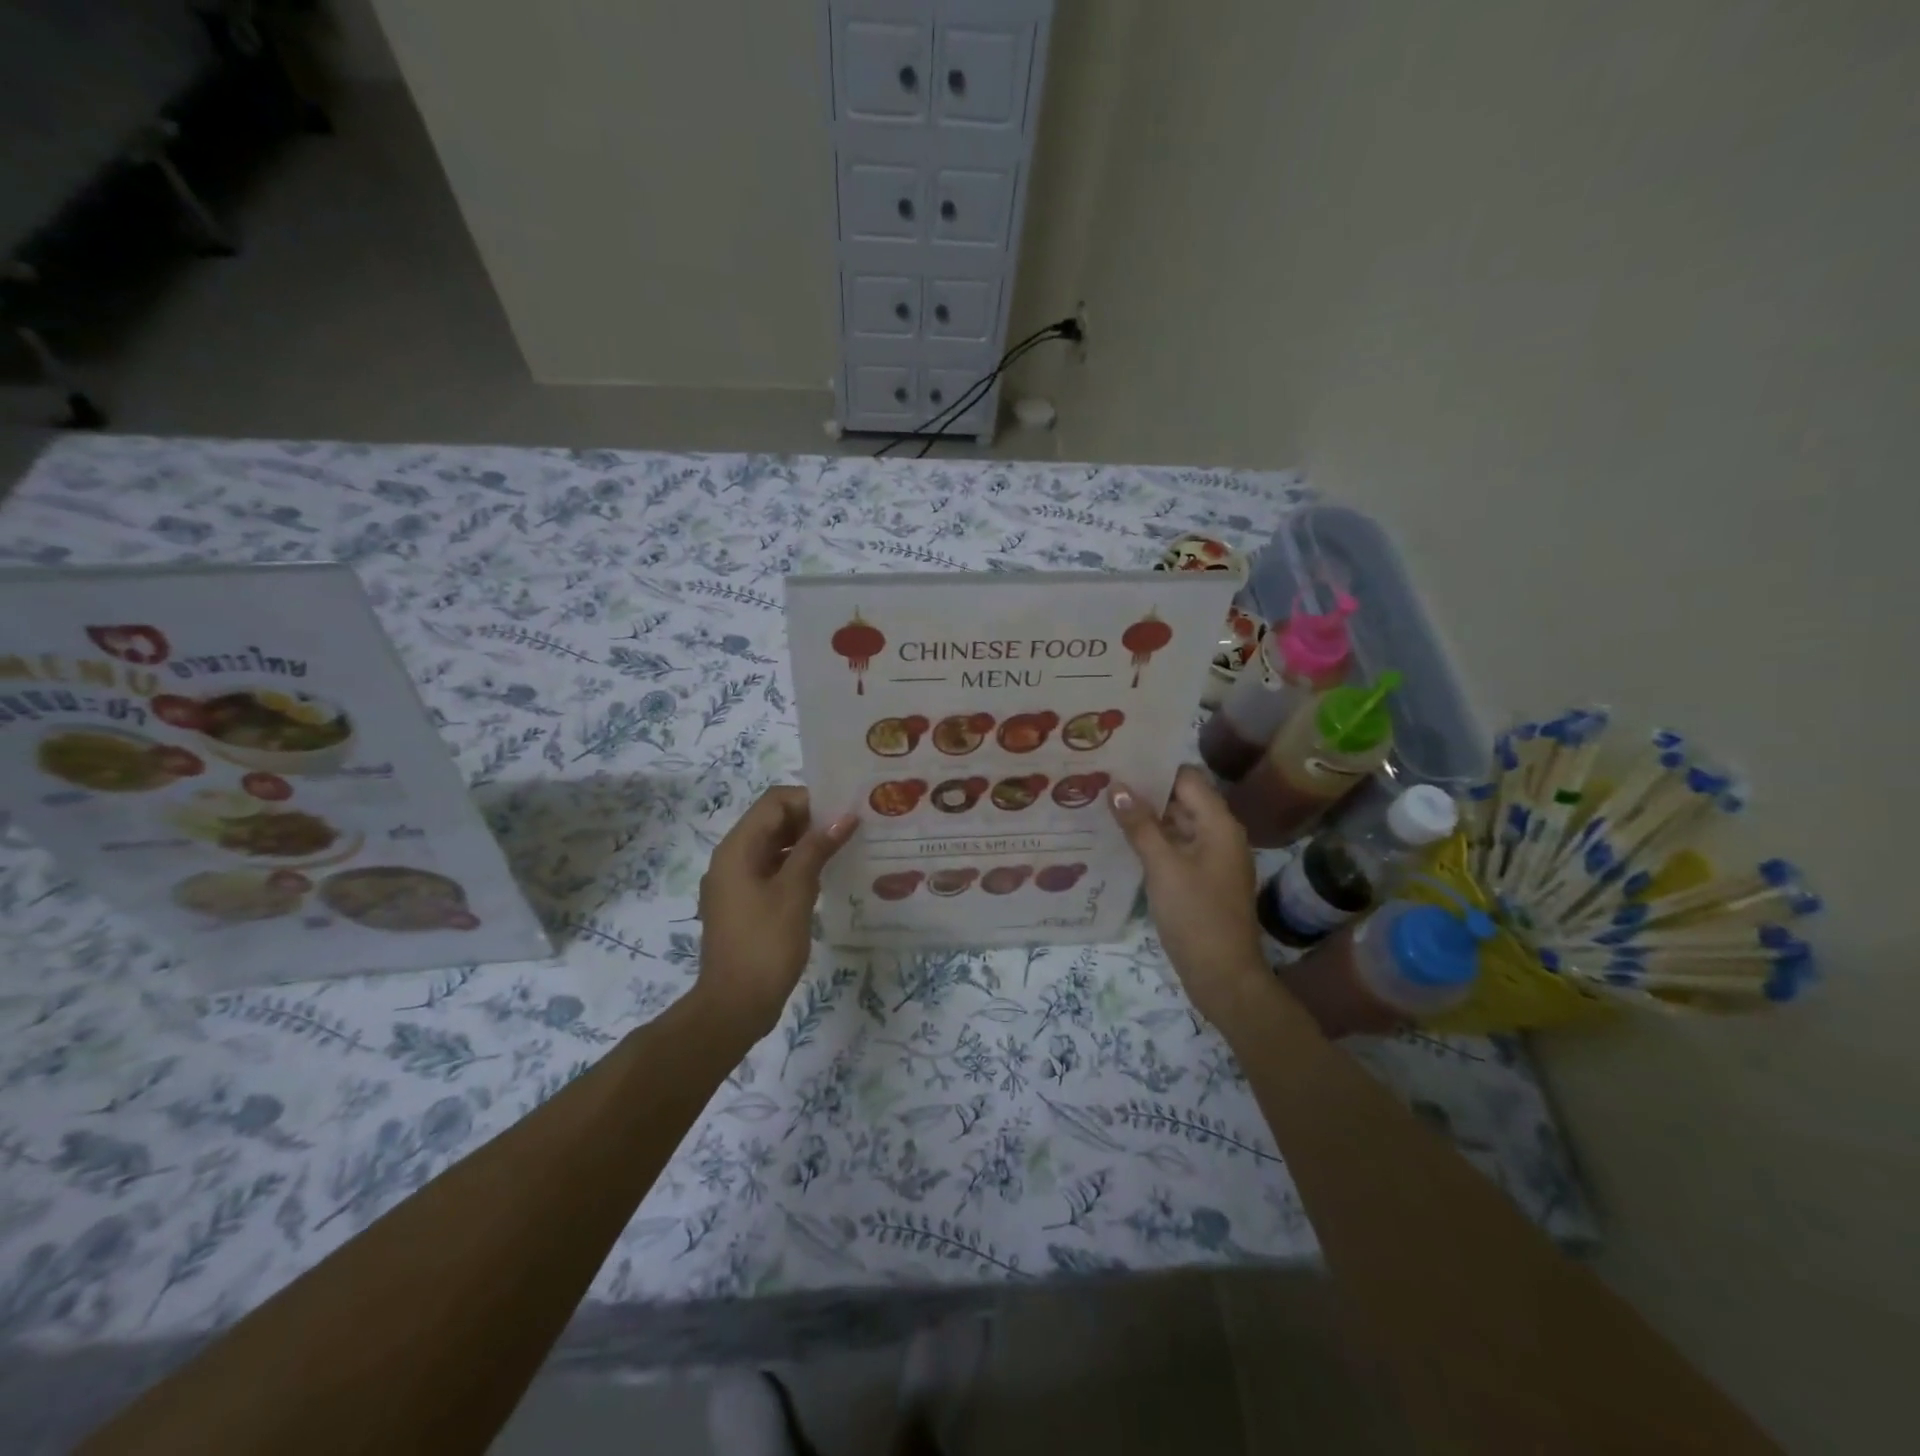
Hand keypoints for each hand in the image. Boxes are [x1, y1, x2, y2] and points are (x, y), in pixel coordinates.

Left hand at [696, 787, 856, 1036]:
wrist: (734, 1006)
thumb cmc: (765, 944)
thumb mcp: (795, 892)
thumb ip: (816, 849)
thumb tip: (844, 817)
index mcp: (737, 848)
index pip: (774, 802)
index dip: (810, 800)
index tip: (845, 810)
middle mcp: (731, 858)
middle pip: (772, 821)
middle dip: (811, 820)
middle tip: (852, 827)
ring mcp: (735, 883)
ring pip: (773, 847)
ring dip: (805, 843)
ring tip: (844, 848)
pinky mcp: (743, 904)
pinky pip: (771, 870)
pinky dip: (796, 866)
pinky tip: (825, 876)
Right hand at [1110, 766, 1267, 1026]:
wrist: (1223, 976)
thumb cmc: (1196, 915)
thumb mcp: (1163, 866)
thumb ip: (1139, 825)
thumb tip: (1117, 786)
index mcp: (1218, 824)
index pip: (1187, 777)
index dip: (1154, 767)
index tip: (1118, 759)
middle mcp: (1219, 834)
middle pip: (1181, 799)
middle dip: (1145, 790)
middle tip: (1102, 779)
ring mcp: (1211, 858)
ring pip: (1176, 824)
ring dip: (1146, 816)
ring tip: (1103, 804)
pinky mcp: (1201, 879)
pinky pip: (1175, 848)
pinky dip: (1152, 841)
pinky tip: (1121, 840)